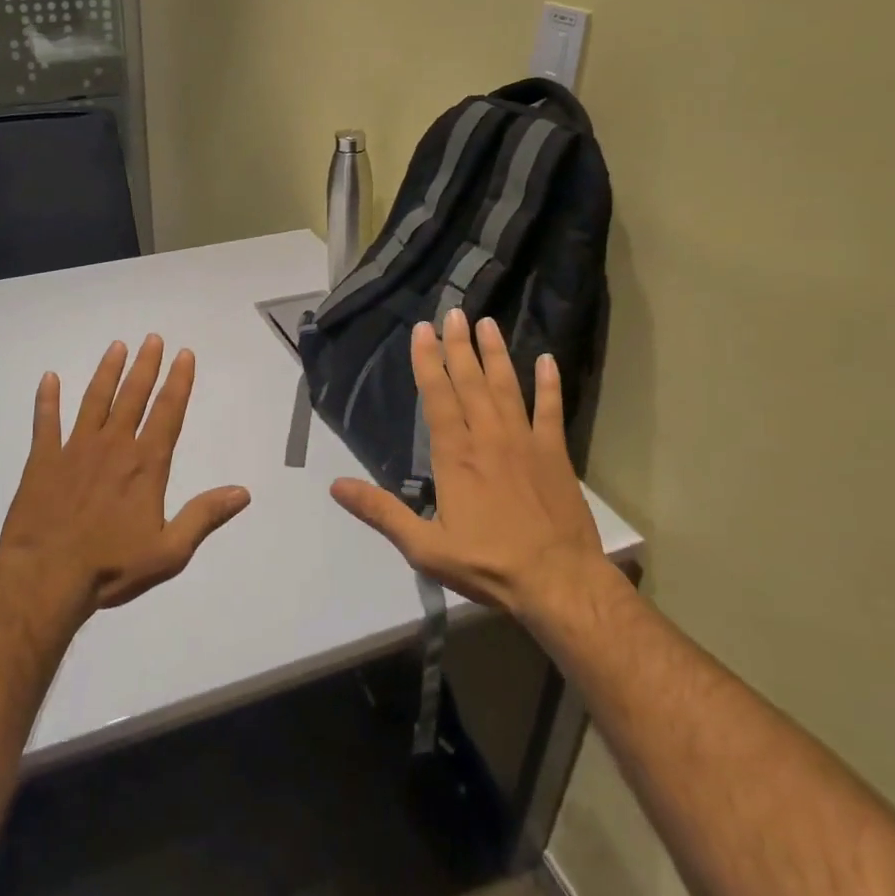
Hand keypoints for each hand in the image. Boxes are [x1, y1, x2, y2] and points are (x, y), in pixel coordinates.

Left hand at [0, 335, 251, 615]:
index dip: (179, 381)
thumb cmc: (111, 567)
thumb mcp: (169, 551)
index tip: (184, 355)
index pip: (168, 412)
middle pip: (133, 396)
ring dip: (107, 371)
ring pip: (94, 400)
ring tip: (116, 346)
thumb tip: (243, 492)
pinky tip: (49, 378)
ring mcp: (75, 448)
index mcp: (146, 465)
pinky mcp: (43, 459)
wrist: (46, 576)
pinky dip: (47, 399)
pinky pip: (45, 421)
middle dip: (146, 365)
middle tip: (152, 338)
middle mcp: (114, 446)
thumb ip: (204, 516)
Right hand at [331, 309, 604, 615]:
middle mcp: (488, 437)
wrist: (559, 582)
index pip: (437, 397)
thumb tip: (335, 486)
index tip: (422, 330)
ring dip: (496, 353)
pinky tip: (547, 360)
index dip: (427, 361)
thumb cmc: (488, 564)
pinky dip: (550, 384)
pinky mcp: (555, 454)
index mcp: (455, 456)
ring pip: (507, 386)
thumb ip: (381, 512)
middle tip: (453, 313)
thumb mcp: (424, 547)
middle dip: (458, 345)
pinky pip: (551, 410)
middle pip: (471, 382)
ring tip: (487, 323)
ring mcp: (525, 442)